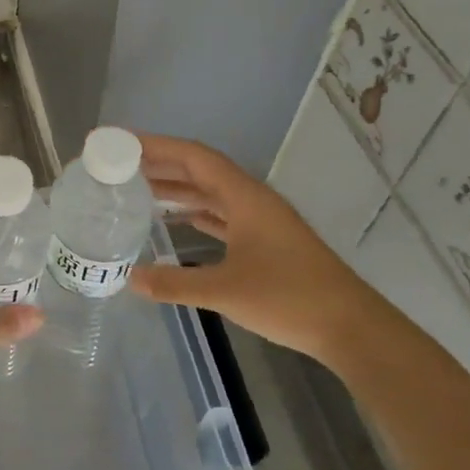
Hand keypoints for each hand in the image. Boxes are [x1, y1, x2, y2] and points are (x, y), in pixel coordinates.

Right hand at [127, 133, 403, 367]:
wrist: (350, 326)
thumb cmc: (289, 298)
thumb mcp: (225, 291)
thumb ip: (175, 283)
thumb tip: (130, 279)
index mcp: (244, 197)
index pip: (194, 157)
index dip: (156, 146)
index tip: (121, 143)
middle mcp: (251, 200)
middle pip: (200, 170)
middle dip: (160, 164)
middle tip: (119, 164)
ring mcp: (261, 220)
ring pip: (211, 192)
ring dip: (177, 188)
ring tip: (137, 189)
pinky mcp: (265, 241)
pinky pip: (221, 214)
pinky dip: (196, 211)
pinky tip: (176, 220)